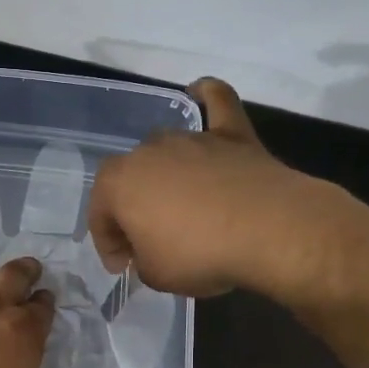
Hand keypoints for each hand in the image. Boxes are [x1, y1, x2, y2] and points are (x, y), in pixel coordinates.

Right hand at [86, 78, 327, 297]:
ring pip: (166, 151)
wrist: (269, 231)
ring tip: (181, 207)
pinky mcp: (232, 133)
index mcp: (118, 183)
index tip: (124, 266)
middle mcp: (148, 151)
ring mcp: (191, 138)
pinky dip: (207, 97)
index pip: (99, 212)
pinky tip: (200, 92)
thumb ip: (141, 259)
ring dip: (166, 175)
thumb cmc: (199, 255)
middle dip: (134, 208)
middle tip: (151, 240)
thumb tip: (148, 251)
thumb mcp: (155, 275)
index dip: (108, 243)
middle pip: (131, 178)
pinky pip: (215, 103)